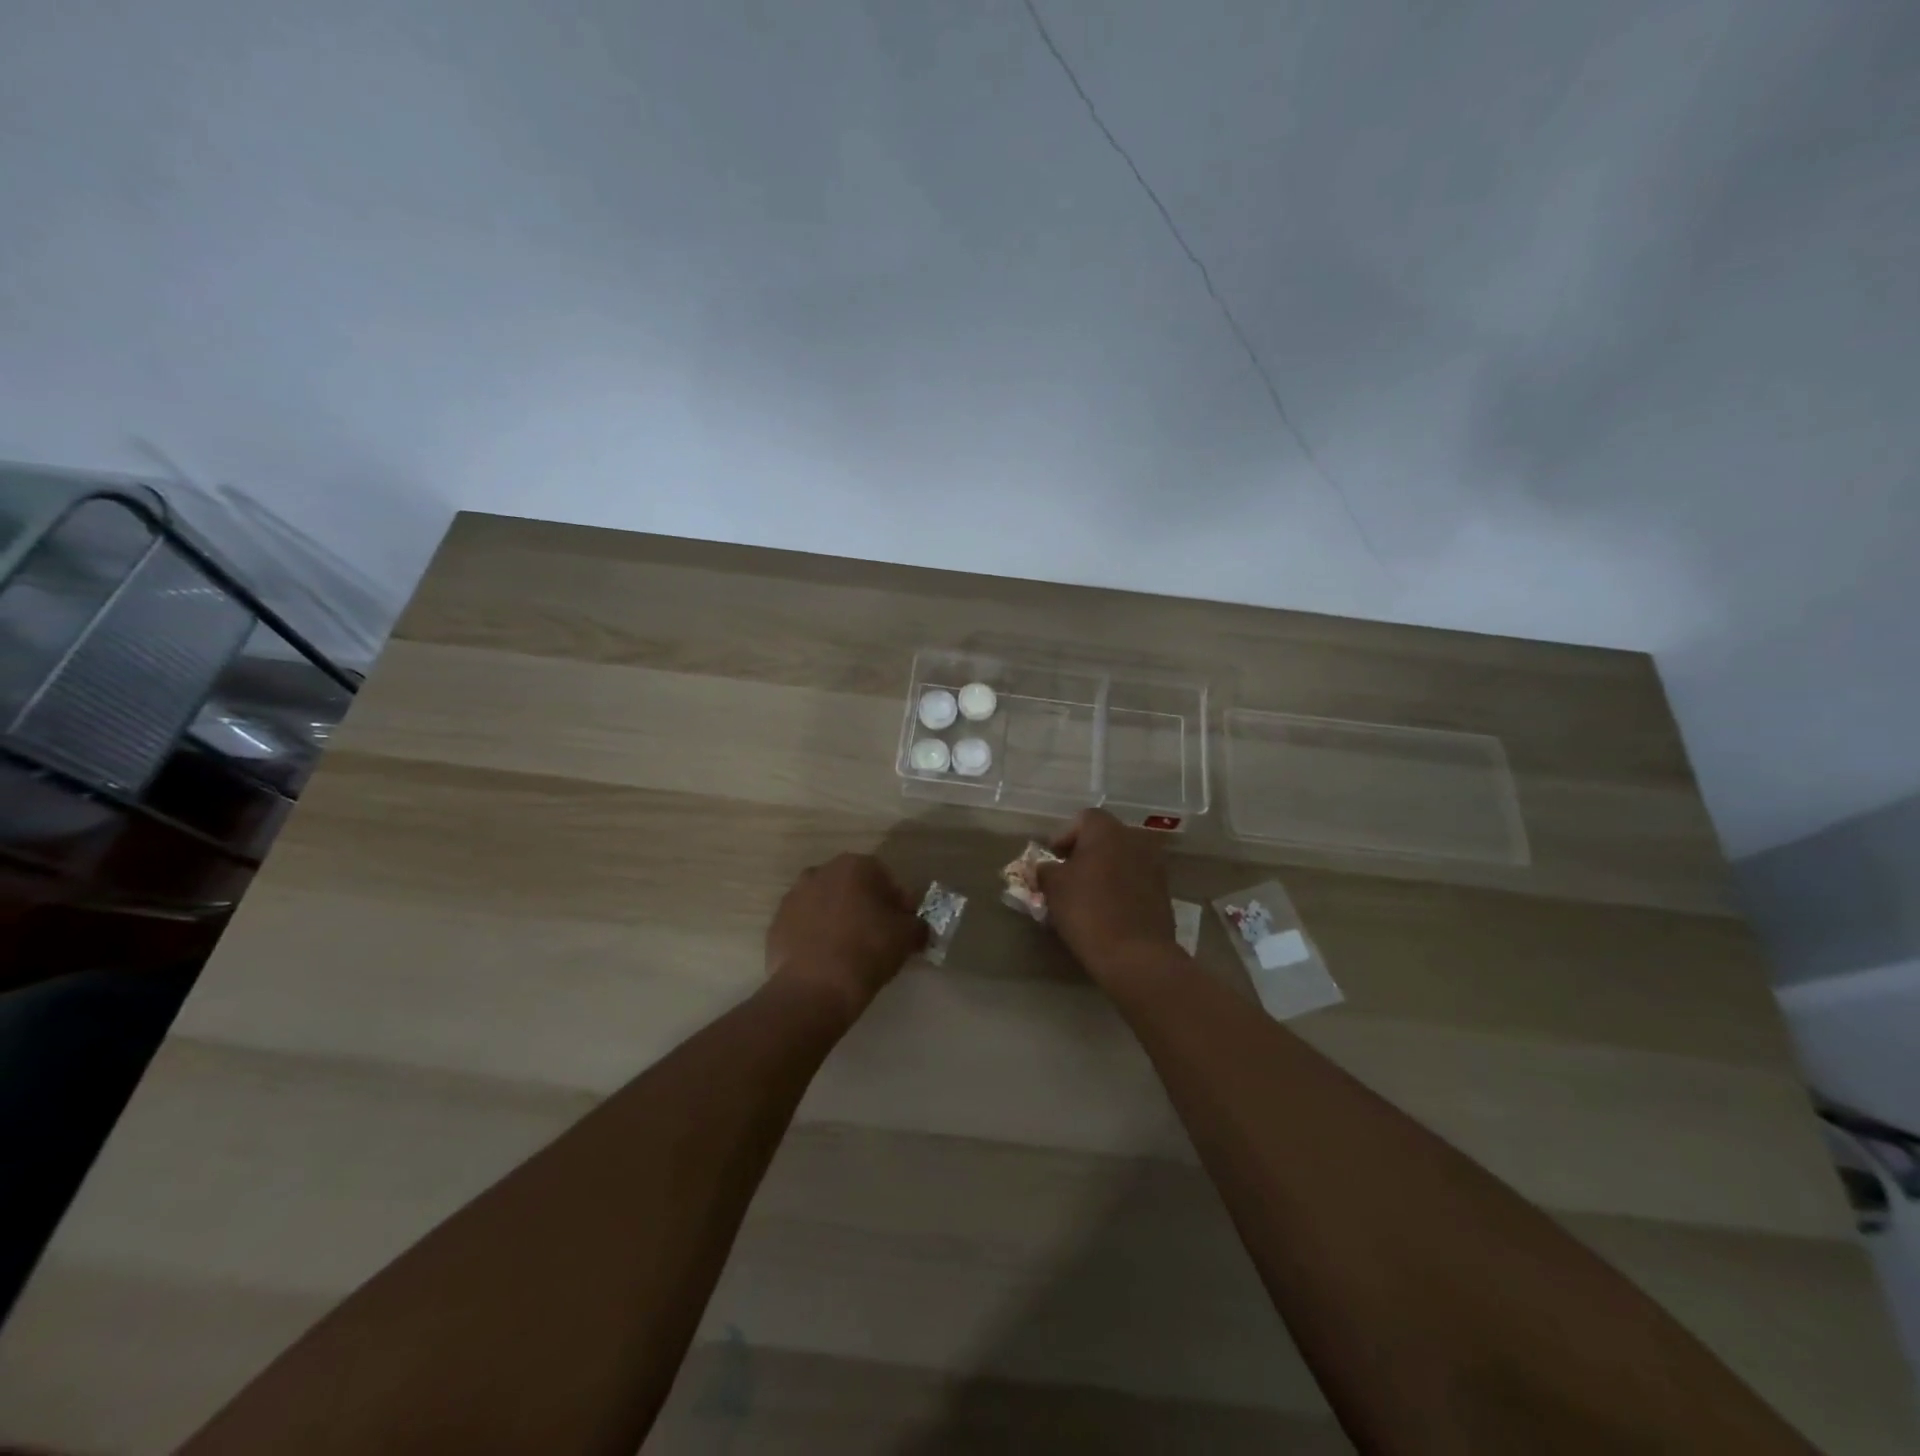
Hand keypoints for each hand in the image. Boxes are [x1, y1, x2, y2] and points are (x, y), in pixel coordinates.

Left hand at [766, 853, 926, 1021]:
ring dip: (838, 919)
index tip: (903, 927)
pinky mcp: (776, 924)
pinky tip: (825, 961)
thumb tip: (917, 927)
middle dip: (865, 906)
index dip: (898, 903)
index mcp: (855, 866)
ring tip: (848, 951)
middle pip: (852, 887)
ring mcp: (793, 897)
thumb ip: (917, 925)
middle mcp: (821, 872)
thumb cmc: (867, 951)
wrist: (814, 988)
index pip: (885, 878)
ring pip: (826, 904)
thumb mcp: (907, 937)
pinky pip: (805, 926)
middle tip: (877, 937)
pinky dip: (815, 937)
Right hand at [1036, 809, 1179, 986]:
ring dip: (1104, 870)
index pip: (1082, 819)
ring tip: (1086, 895)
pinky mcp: (1164, 891)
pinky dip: (1120, 887)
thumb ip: (1045, 870)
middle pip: (1104, 837)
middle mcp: (1135, 839)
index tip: (1052, 860)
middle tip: (1066, 877)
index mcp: (1107, 830)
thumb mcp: (1053, 888)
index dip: (1064, 837)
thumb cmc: (1088, 911)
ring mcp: (1154, 865)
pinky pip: (1135, 879)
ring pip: (1121, 859)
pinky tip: (1107, 909)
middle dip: (1084, 853)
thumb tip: (1045, 867)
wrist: (1136, 955)